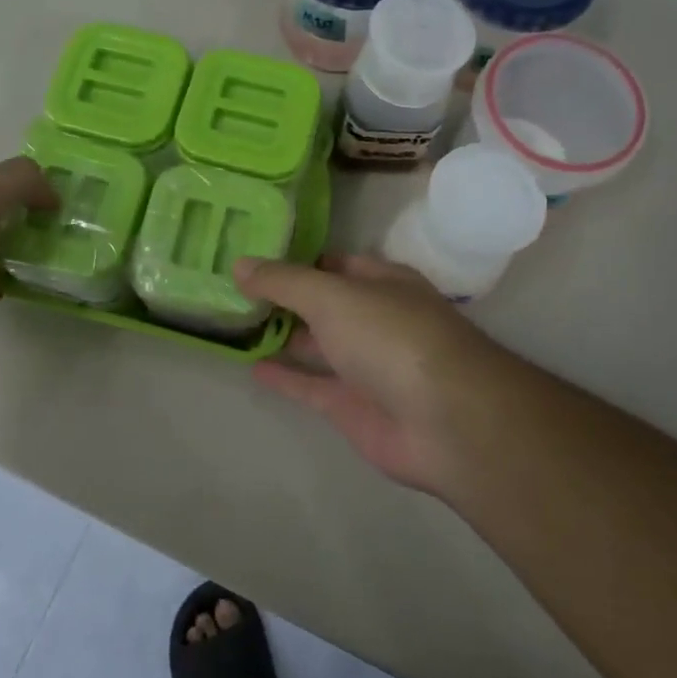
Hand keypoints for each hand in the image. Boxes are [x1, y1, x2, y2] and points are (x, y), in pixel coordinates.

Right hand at [235, 254, 520, 497]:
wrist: (446, 421)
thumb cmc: (392, 337)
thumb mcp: (332, 296)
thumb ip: (284, 281)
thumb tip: (239, 264)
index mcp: (381, 282)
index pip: (332, 263)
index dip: (295, 259)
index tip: (251, 255)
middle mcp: (374, 319)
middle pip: (322, 304)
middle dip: (284, 297)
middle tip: (230, 289)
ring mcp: (365, 365)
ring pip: (316, 345)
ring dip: (282, 335)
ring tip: (233, 323)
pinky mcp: (353, 407)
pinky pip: (311, 386)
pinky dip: (284, 377)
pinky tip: (250, 366)